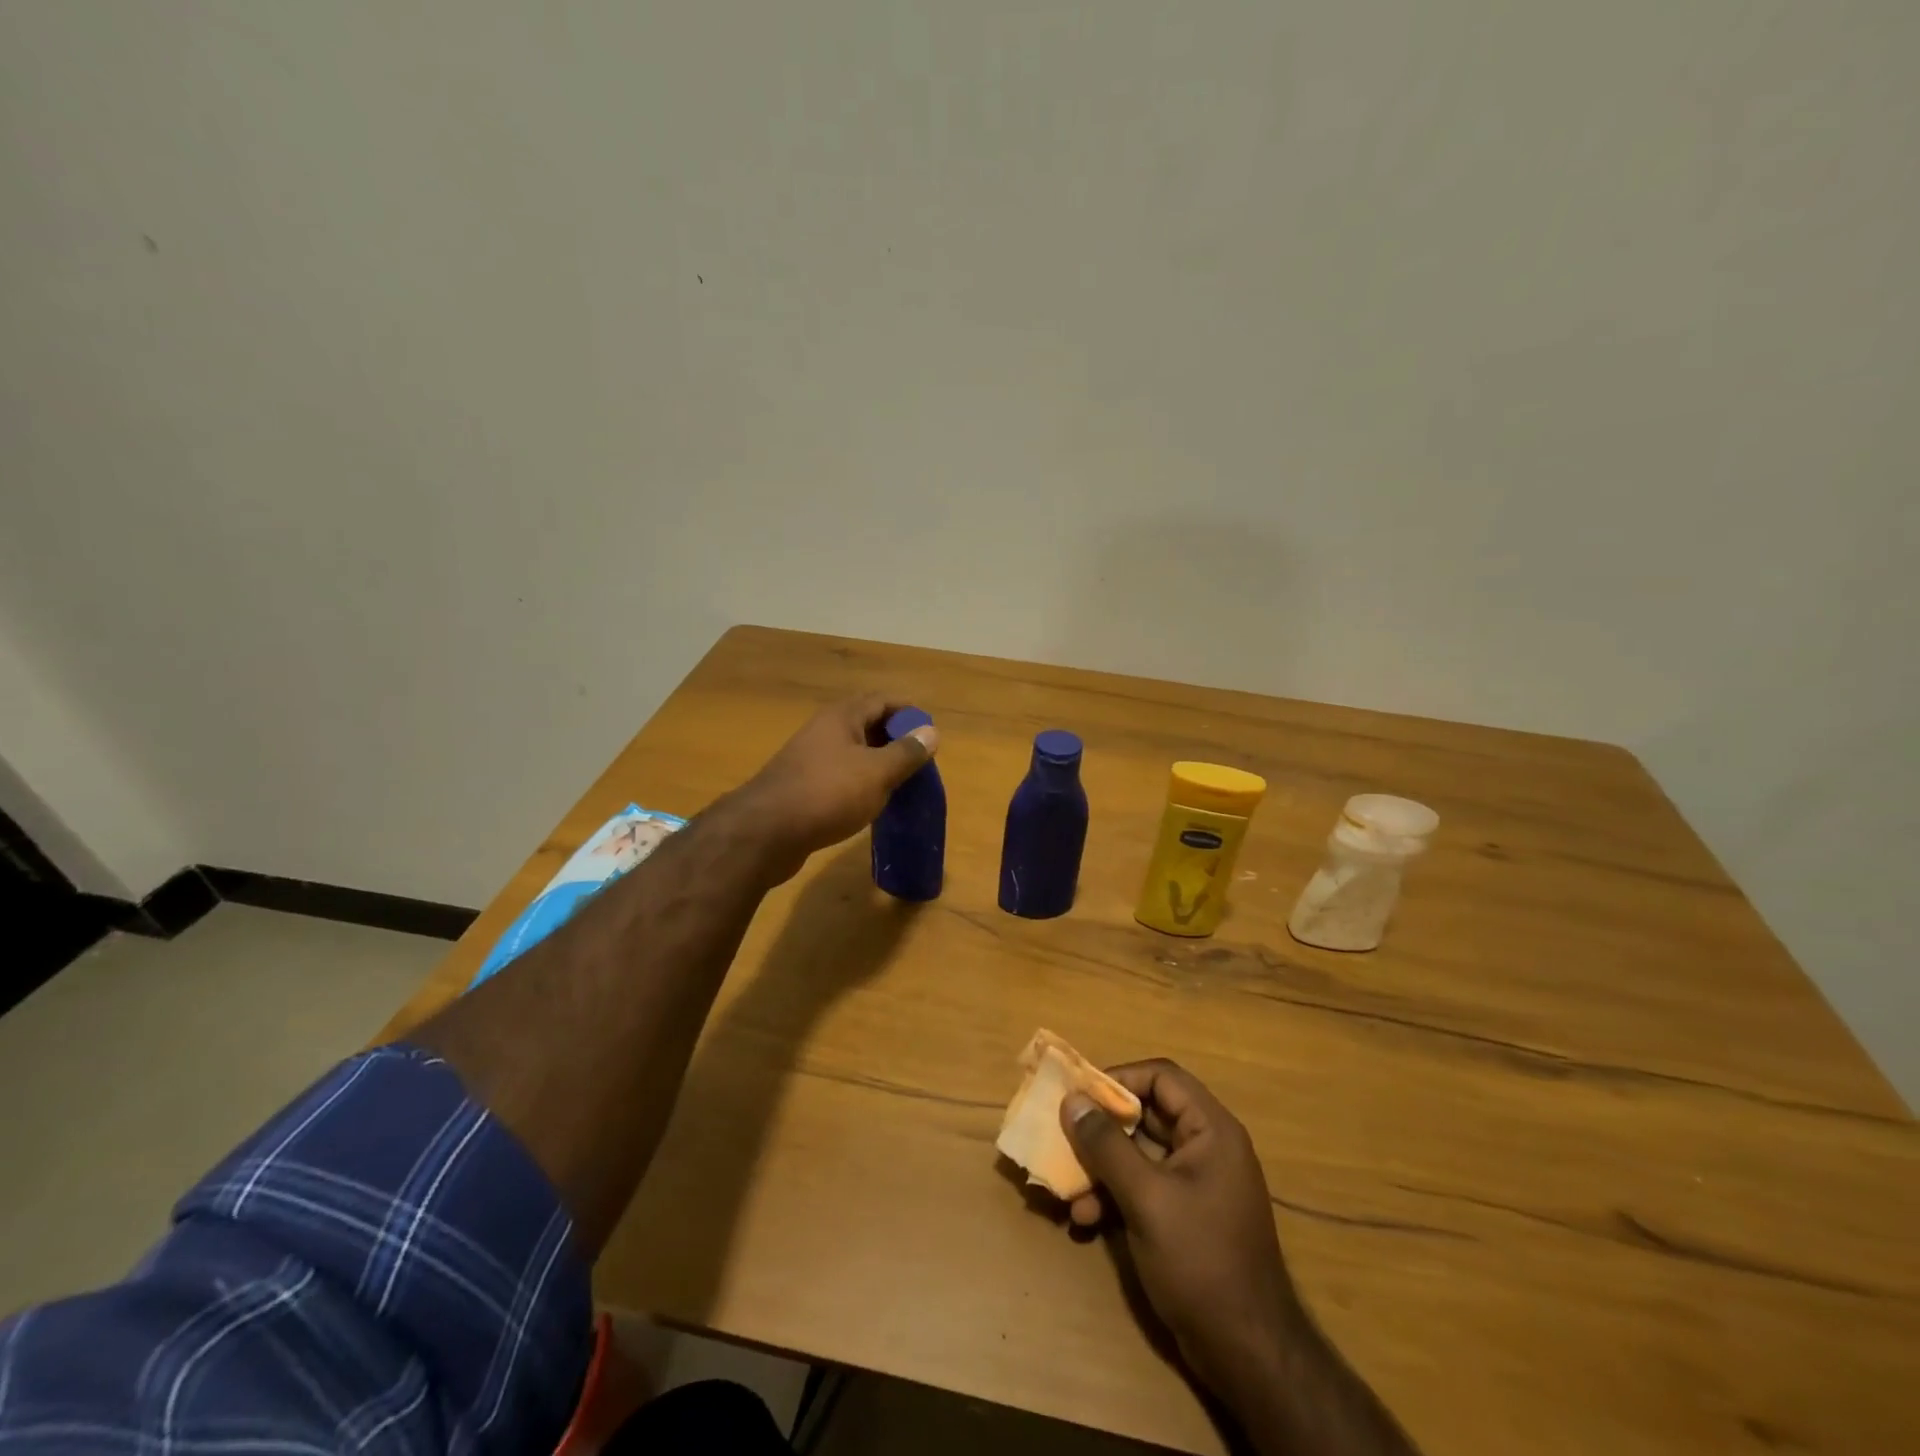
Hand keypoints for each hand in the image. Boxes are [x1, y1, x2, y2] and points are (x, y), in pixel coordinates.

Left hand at [730, 694, 937, 881]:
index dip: (908, 711)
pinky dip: (862, 784)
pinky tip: (873, 803)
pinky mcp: (804, 787)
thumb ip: (906, 752)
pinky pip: (841, 776)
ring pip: (854, 753)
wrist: (766, 833)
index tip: (930, 730)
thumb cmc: (828, 793)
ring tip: (904, 782)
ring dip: (879, 763)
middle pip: (867, 725)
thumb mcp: (877, 772)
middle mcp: (824, 731)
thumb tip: (931, 732)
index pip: (882, 701)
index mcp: (842, 717)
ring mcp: (811, 760)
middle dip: (895, 738)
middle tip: (921, 760)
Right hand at [1061, 1060, 1303, 1400]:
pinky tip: (1085, 1220)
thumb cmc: (1201, 1261)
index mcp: (1210, 1130)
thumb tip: (1073, 1100)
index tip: (1080, 1095)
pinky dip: (1113, 1196)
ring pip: (1138, 1153)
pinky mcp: (1184, 1215)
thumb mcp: (1146, 1198)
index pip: (1161, 1077)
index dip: (1119, 1079)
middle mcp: (1205, 1147)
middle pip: (1146, 1114)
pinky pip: (1142, 1186)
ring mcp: (1195, 1183)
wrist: (1247, 1354)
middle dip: (1102, 1129)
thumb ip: (1107, 1145)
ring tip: (1069, 1192)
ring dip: (1101, 1169)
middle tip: (1064, 1136)